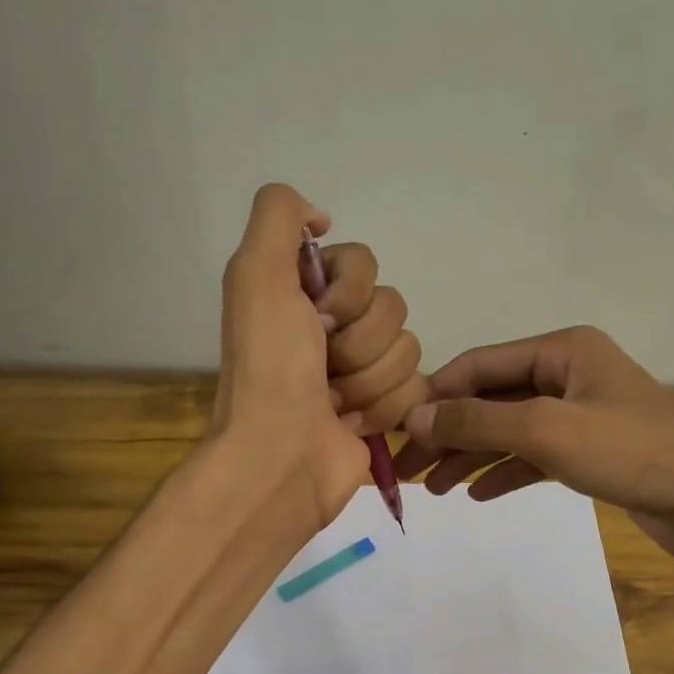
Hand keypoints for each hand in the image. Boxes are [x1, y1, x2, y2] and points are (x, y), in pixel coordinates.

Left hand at [214, 184, 422, 526]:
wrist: (280, 458)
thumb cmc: (269, 370)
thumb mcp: (256, 274)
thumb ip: (279, 215)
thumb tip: (321, 218)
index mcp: (305, 292)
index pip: (365, 263)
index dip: (349, 292)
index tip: (315, 320)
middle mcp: (335, 327)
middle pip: (392, 307)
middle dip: (359, 344)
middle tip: (322, 369)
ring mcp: (362, 372)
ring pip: (408, 350)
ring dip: (368, 382)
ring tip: (333, 405)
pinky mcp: (385, 411)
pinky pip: (417, 390)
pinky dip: (384, 411)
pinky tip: (352, 426)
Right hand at [393, 326, 673, 563]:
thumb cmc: (632, 451)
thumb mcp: (547, 430)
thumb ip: (479, 420)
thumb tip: (416, 416)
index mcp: (562, 350)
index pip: (480, 366)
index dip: (436, 395)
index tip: (399, 431)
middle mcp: (568, 375)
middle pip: (492, 400)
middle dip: (450, 433)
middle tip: (408, 471)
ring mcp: (580, 416)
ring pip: (510, 432)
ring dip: (472, 458)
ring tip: (435, 490)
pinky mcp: (591, 453)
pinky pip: (535, 458)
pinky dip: (506, 473)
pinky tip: (478, 495)